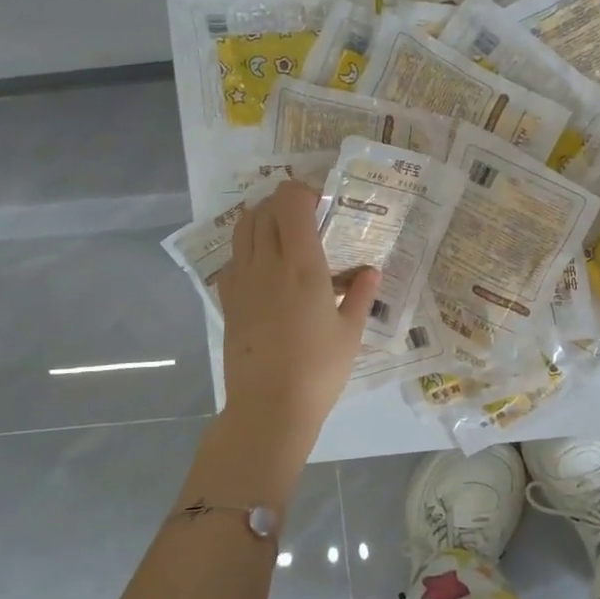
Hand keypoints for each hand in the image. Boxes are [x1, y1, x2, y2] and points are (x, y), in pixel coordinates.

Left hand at [216, 180, 379, 456]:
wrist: (269, 407)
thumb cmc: (319, 370)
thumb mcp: (350, 333)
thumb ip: (360, 296)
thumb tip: (372, 272)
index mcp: (302, 265)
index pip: (291, 203)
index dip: (303, 192)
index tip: (321, 203)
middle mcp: (266, 264)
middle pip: (264, 209)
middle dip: (284, 203)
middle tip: (307, 218)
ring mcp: (242, 280)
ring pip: (243, 228)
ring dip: (262, 219)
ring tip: (283, 235)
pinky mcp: (228, 300)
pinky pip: (233, 257)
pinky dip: (247, 248)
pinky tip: (265, 268)